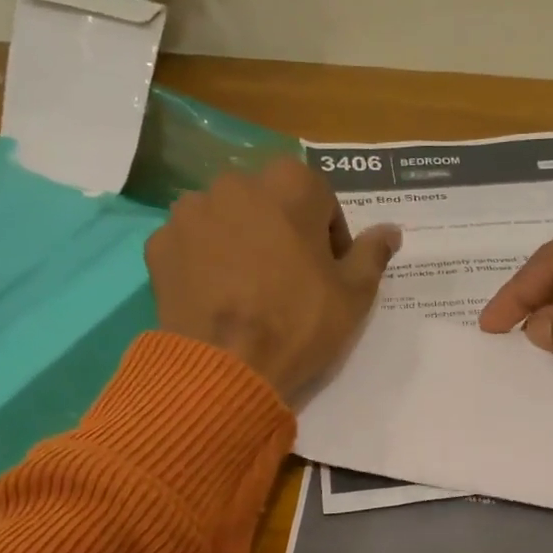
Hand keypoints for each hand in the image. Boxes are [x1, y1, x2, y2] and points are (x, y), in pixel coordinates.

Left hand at [147, 158, 400, 400]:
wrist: (225, 368)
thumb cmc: (299, 325)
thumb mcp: (353, 295)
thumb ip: (372, 254)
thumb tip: (392, 230)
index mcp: (289, 186)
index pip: (319, 197)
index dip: (330, 235)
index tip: (329, 270)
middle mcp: (235, 183)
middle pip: (269, 203)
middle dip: (283, 232)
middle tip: (290, 280)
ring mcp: (191, 212)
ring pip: (227, 219)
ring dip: (241, 241)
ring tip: (249, 289)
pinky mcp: (160, 244)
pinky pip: (193, 243)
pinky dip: (206, 260)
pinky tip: (218, 296)